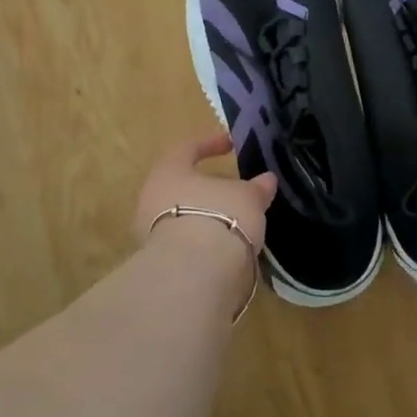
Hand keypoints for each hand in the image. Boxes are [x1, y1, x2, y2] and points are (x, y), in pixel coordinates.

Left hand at [133, 134, 278, 252]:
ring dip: (203, 215)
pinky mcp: (157, 260)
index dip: (210, 144)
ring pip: (180, 214)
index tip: (230, 145)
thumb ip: (256, 188)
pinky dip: (200, 240)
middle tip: (230, 189)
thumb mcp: (248, 197)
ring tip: (231, 220)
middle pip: (180, 184)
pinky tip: (221, 246)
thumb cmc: (220, 216)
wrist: (194, 272)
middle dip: (205, 187)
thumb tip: (267, 180)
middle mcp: (151, 195)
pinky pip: (182, 241)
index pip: (188, 149)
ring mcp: (149, 230)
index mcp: (169, 170)